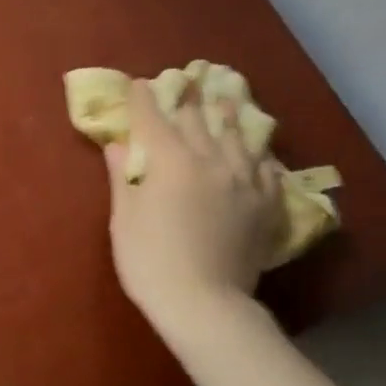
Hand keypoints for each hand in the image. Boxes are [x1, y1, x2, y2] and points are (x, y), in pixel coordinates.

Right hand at [104, 78, 284, 336]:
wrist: (204, 303)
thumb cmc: (150, 261)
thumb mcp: (124, 219)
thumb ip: (123, 177)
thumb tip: (118, 146)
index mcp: (171, 161)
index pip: (154, 118)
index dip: (143, 99)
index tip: (138, 85)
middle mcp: (212, 160)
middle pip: (198, 120)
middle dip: (186, 99)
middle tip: (182, 82)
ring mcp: (244, 180)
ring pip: (238, 135)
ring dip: (227, 115)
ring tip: (225, 99)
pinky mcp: (266, 203)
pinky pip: (267, 168)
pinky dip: (258, 154)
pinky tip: (258, 152)